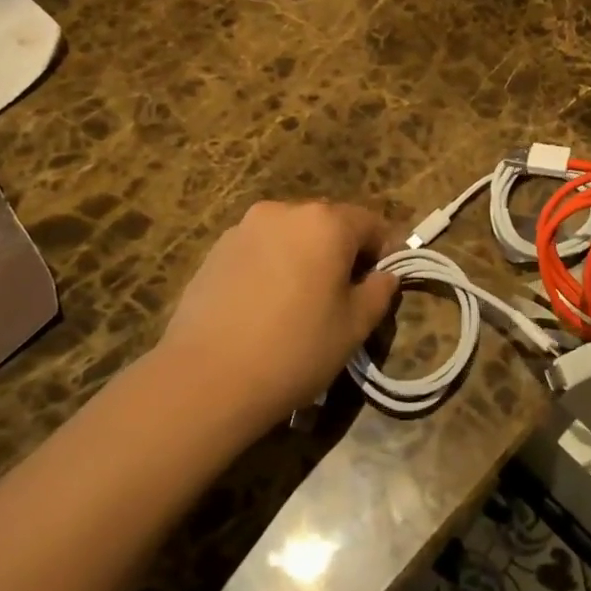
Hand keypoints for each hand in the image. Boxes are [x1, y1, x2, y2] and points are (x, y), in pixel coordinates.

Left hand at [156, 201, 398, 430]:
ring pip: (291, 235)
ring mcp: (245, 227)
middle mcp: (285, 211)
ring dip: (304, 257)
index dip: (383, 251)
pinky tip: (264, 306)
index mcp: (326, 223)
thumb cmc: (295, 349)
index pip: (370, 223)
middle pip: (328, 223)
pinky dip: (272, 266)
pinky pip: (260, 248)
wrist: (205, 378)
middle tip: (342, 296)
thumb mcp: (354, 327)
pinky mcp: (216, 249)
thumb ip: (379, 292)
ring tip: (299, 303)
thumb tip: (385, 275)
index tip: (381, 284)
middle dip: (342, 252)